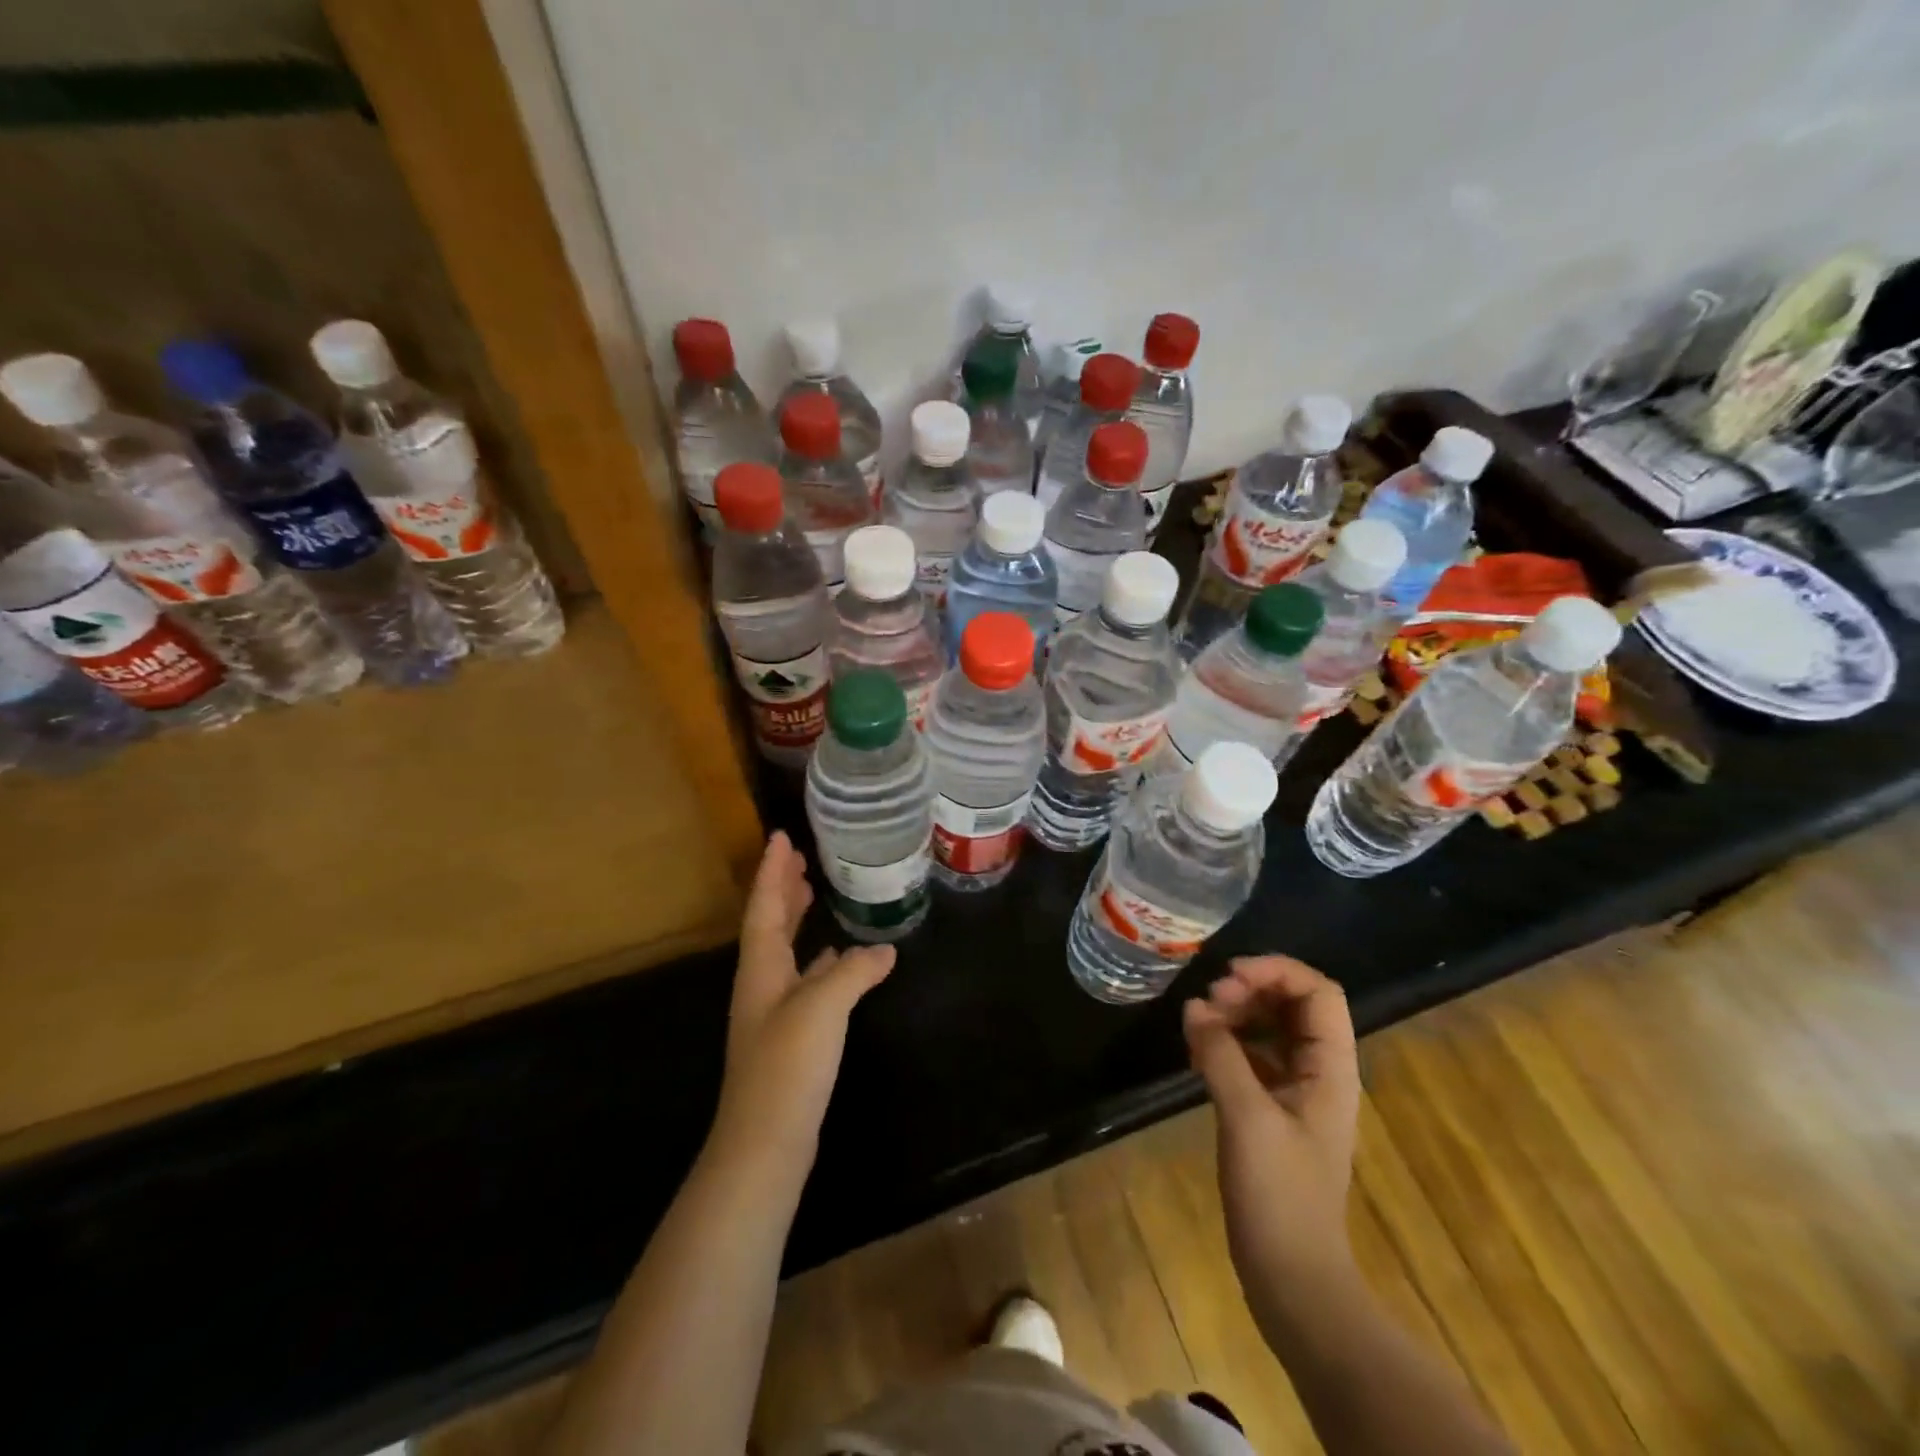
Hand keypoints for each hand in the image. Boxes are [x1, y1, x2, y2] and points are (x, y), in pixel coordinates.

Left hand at [708, 832, 894, 1179]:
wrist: (765, 1143)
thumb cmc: (787, 1065)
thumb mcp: (823, 1006)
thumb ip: (854, 971)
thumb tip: (884, 949)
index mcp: (761, 968)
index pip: (764, 906)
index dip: (772, 871)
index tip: (781, 836)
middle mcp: (762, 984)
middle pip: (770, 924)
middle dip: (783, 889)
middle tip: (801, 859)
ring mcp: (774, 1012)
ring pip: (786, 951)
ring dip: (798, 920)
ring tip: (817, 894)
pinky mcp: (790, 1037)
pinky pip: (804, 980)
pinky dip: (819, 961)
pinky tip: (839, 961)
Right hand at [1183, 956, 1362, 1316]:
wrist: (1292, 1278)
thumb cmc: (1280, 1196)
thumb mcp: (1248, 1118)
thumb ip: (1220, 1054)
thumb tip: (1194, 1006)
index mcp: (1331, 1069)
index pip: (1318, 992)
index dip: (1276, 971)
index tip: (1228, 977)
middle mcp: (1319, 1072)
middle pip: (1293, 1004)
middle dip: (1251, 989)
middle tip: (1209, 1000)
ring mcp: (1296, 1092)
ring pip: (1271, 1028)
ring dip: (1237, 1013)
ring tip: (1199, 1021)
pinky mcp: (1272, 1111)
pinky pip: (1253, 1056)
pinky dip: (1227, 1042)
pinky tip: (1197, 1049)